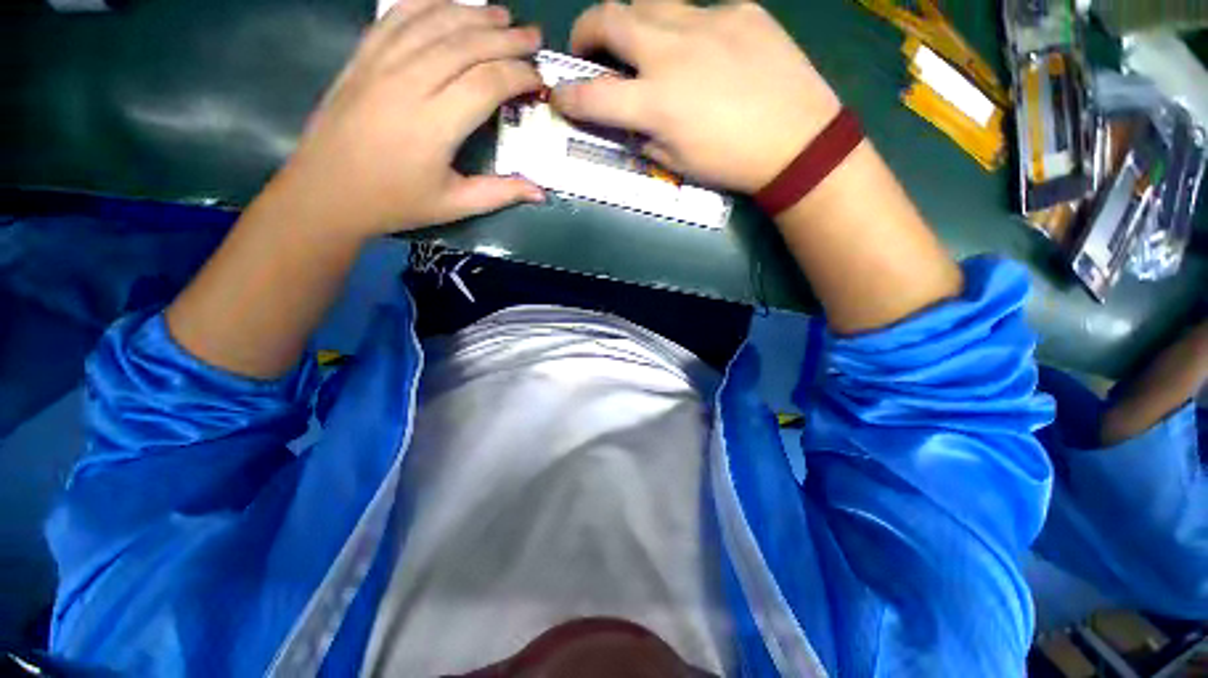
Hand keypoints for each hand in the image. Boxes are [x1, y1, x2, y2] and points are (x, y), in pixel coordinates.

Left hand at [279, 0, 545, 235]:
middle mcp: (409, 82)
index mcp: (435, 124)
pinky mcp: (363, 56)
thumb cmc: (395, 202)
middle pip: (465, 44)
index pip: (487, 83)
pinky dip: (427, 3)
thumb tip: (541, 193)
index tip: (539, 79)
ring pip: (434, 22)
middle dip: (505, 37)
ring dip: (473, 13)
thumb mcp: (454, 205)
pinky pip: (397, 16)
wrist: (327, 191)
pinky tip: (448, 4)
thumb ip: (500, 193)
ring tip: (501, 15)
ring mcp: (381, 63)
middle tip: (533, 36)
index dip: (519, 75)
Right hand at [551, 1, 841, 193]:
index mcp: (655, 103)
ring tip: (641, 44)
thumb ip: (642, 136)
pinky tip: (704, 54)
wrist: (797, 141)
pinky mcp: (740, 10)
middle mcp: (671, 52)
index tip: (559, 95)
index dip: (566, 97)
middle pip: (608, 17)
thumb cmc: (731, 163)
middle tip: (590, 50)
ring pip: (648, 1)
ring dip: (631, 21)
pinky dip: (686, 31)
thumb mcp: (676, 162)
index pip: (591, 96)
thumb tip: (626, 119)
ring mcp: (707, 22)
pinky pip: (698, 12)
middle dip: (586, 32)